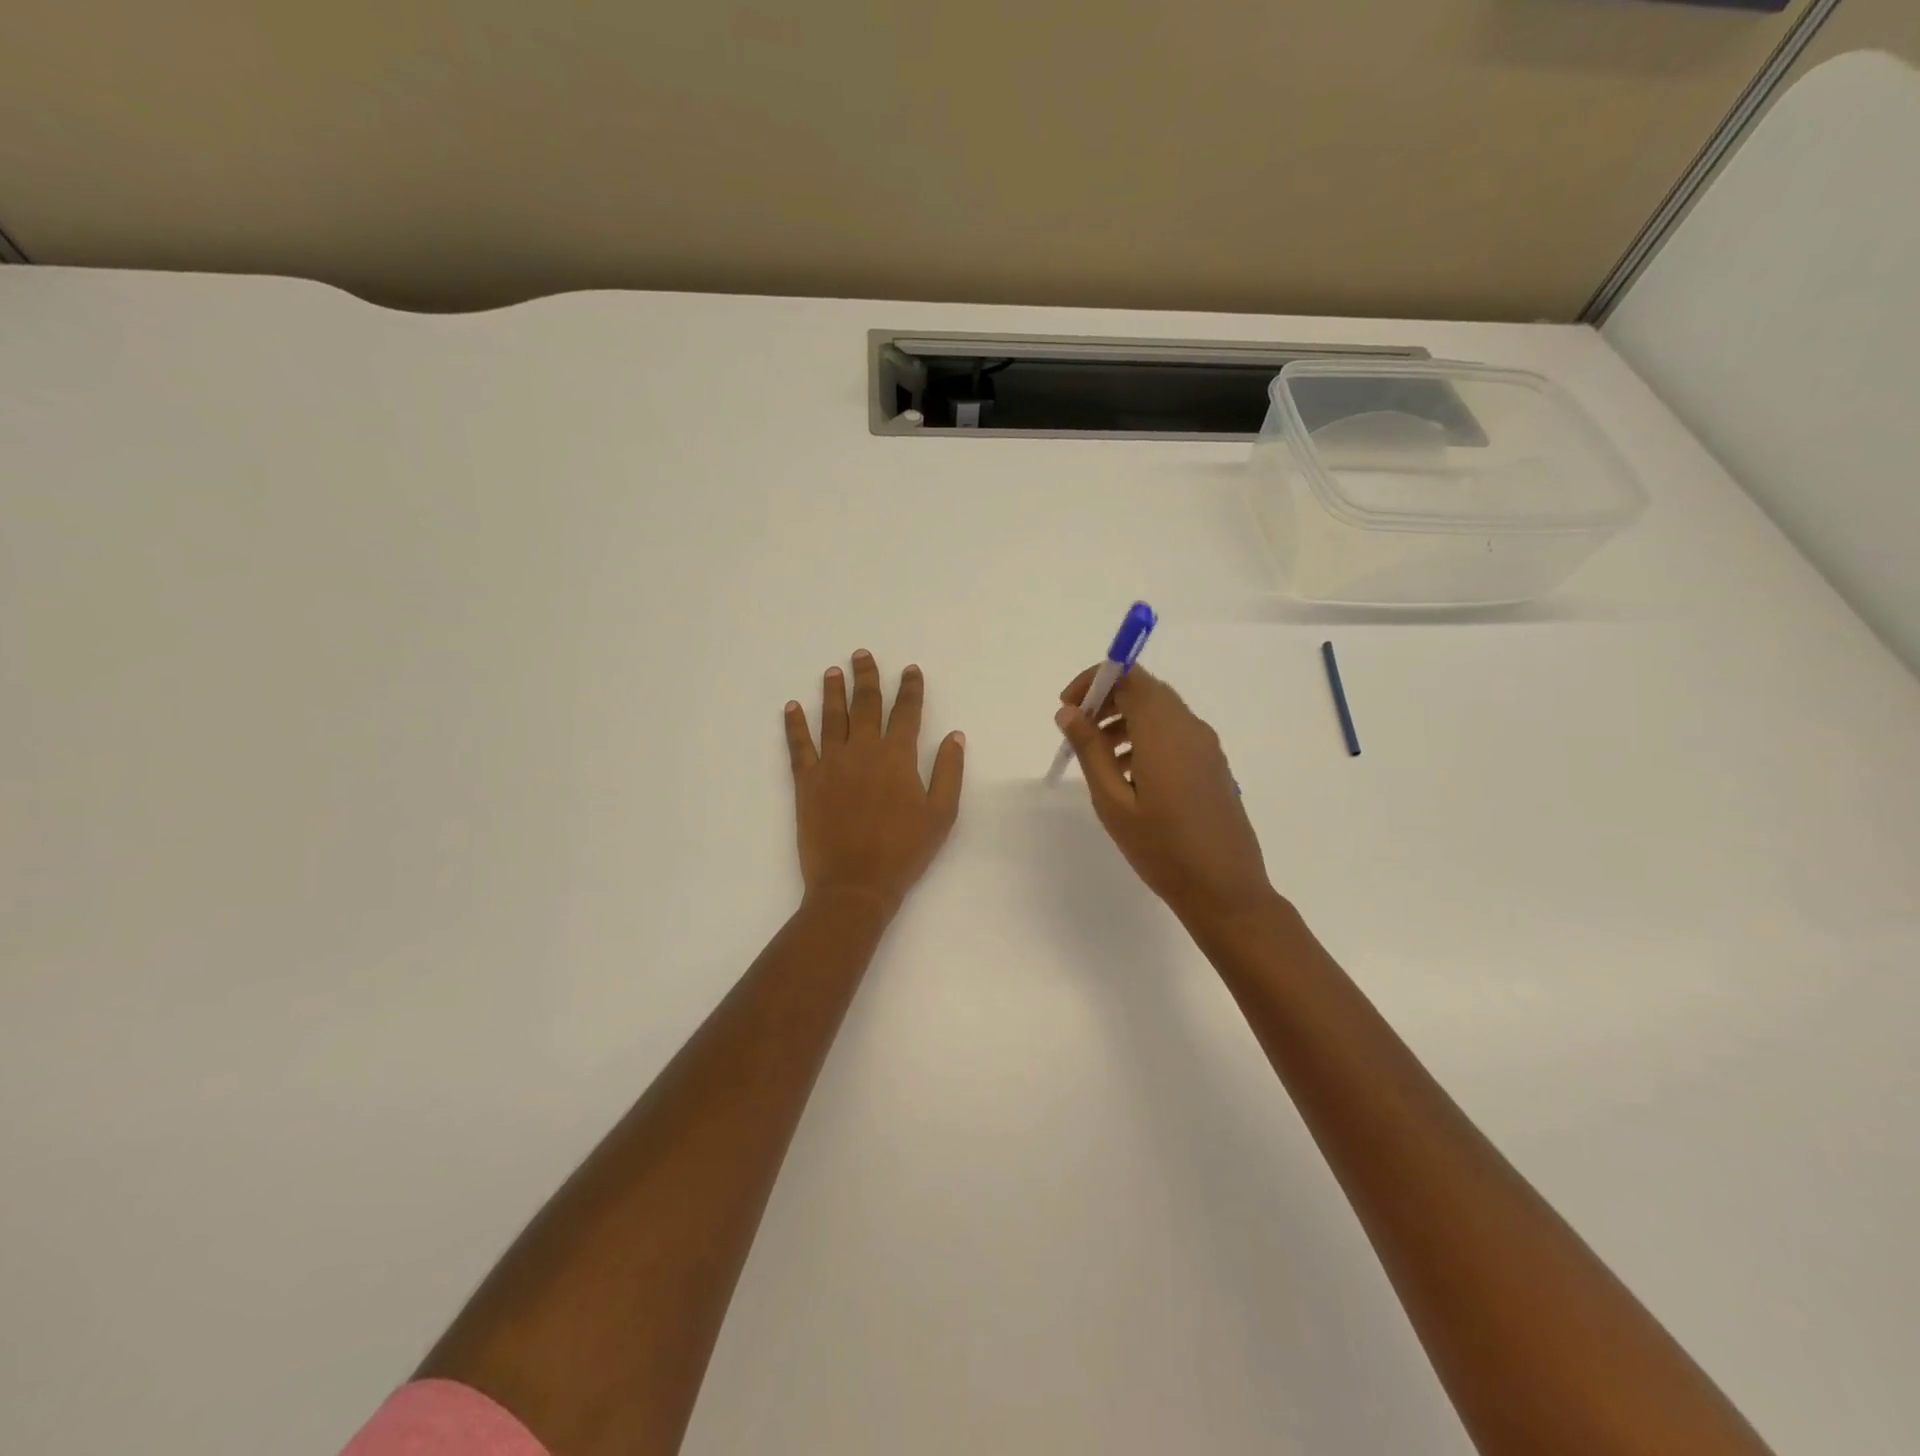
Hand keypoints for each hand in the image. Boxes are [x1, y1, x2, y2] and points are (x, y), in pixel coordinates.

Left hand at [785, 650, 965, 913]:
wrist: (855, 883)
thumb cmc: (904, 851)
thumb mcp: (941, 814)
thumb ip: (949, 771)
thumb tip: (954, 735)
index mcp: (898, 757)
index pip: (906, 712)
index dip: (910, 689)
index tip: (910, 670)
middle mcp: (863, 750)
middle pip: (865, 704)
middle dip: (867, 677)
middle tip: (862, 654)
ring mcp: (831, 763)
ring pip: (831, 717)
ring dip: (833, 692)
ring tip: (832, 671)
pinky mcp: (806, 781)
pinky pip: (798, 745)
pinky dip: (794, 724)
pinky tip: (791, 707)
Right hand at [1054, 665, 1276, 927]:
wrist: (1225, 889)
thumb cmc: (1161, 847)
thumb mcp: (1112, 800)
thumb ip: (1090, 750)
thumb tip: (1069, 712)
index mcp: (1163, 730)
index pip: (1129, 676)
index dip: (1095, 681)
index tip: (1068, 707)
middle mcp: (1189, 727)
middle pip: (1145, 690)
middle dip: (1108, 700)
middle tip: (1078, 731)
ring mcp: (1206, 746)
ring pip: (1160, 712)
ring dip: (1125, 720)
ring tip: (1098, 757)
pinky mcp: (1213, 764)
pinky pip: (1175, 733)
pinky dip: (1146, 737)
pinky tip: (1129, 775)